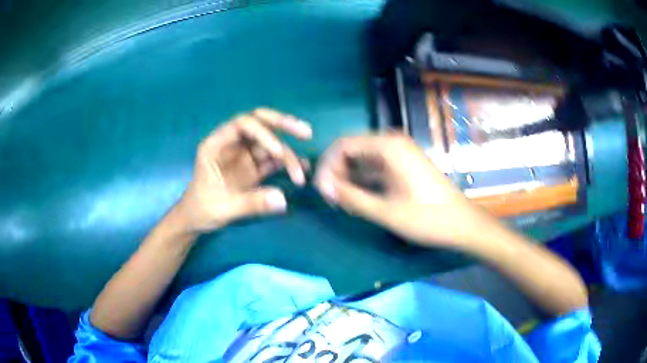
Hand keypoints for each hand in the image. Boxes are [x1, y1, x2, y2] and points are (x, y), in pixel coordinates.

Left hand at [176, 108, 311, 232]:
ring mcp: (244, 156)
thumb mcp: (223, 208)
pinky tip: (302, 169)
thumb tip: (283, 200)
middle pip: (260, 123)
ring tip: (302, 171)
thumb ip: (251, 203)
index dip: (263, 132)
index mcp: (216, 144)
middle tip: (305, 132)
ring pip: (270, 143)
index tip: (278, 152)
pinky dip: (287, 164)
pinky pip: (273, 161)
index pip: (242, 124)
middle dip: (283, 125)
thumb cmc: (201, 209)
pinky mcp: (253, 169)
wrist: (197, 220)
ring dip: (288, 152)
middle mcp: (232, 144)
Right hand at [314, 134, 489, 246]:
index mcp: (388, 146)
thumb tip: (322, 187)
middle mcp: (392, 142)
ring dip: (349, 177)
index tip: (321, 191)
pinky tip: (358, 199)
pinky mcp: (404, 164)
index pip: (342, 145)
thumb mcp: (385, 211)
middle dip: (336, 172)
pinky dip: (363, 180)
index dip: (326, 167)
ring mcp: (400, 153)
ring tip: (343, 202)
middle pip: (351, 150)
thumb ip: (350, 197)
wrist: (462, 223)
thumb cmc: (427, 217)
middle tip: (331, 199)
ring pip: (362, 159)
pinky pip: (375, 167)